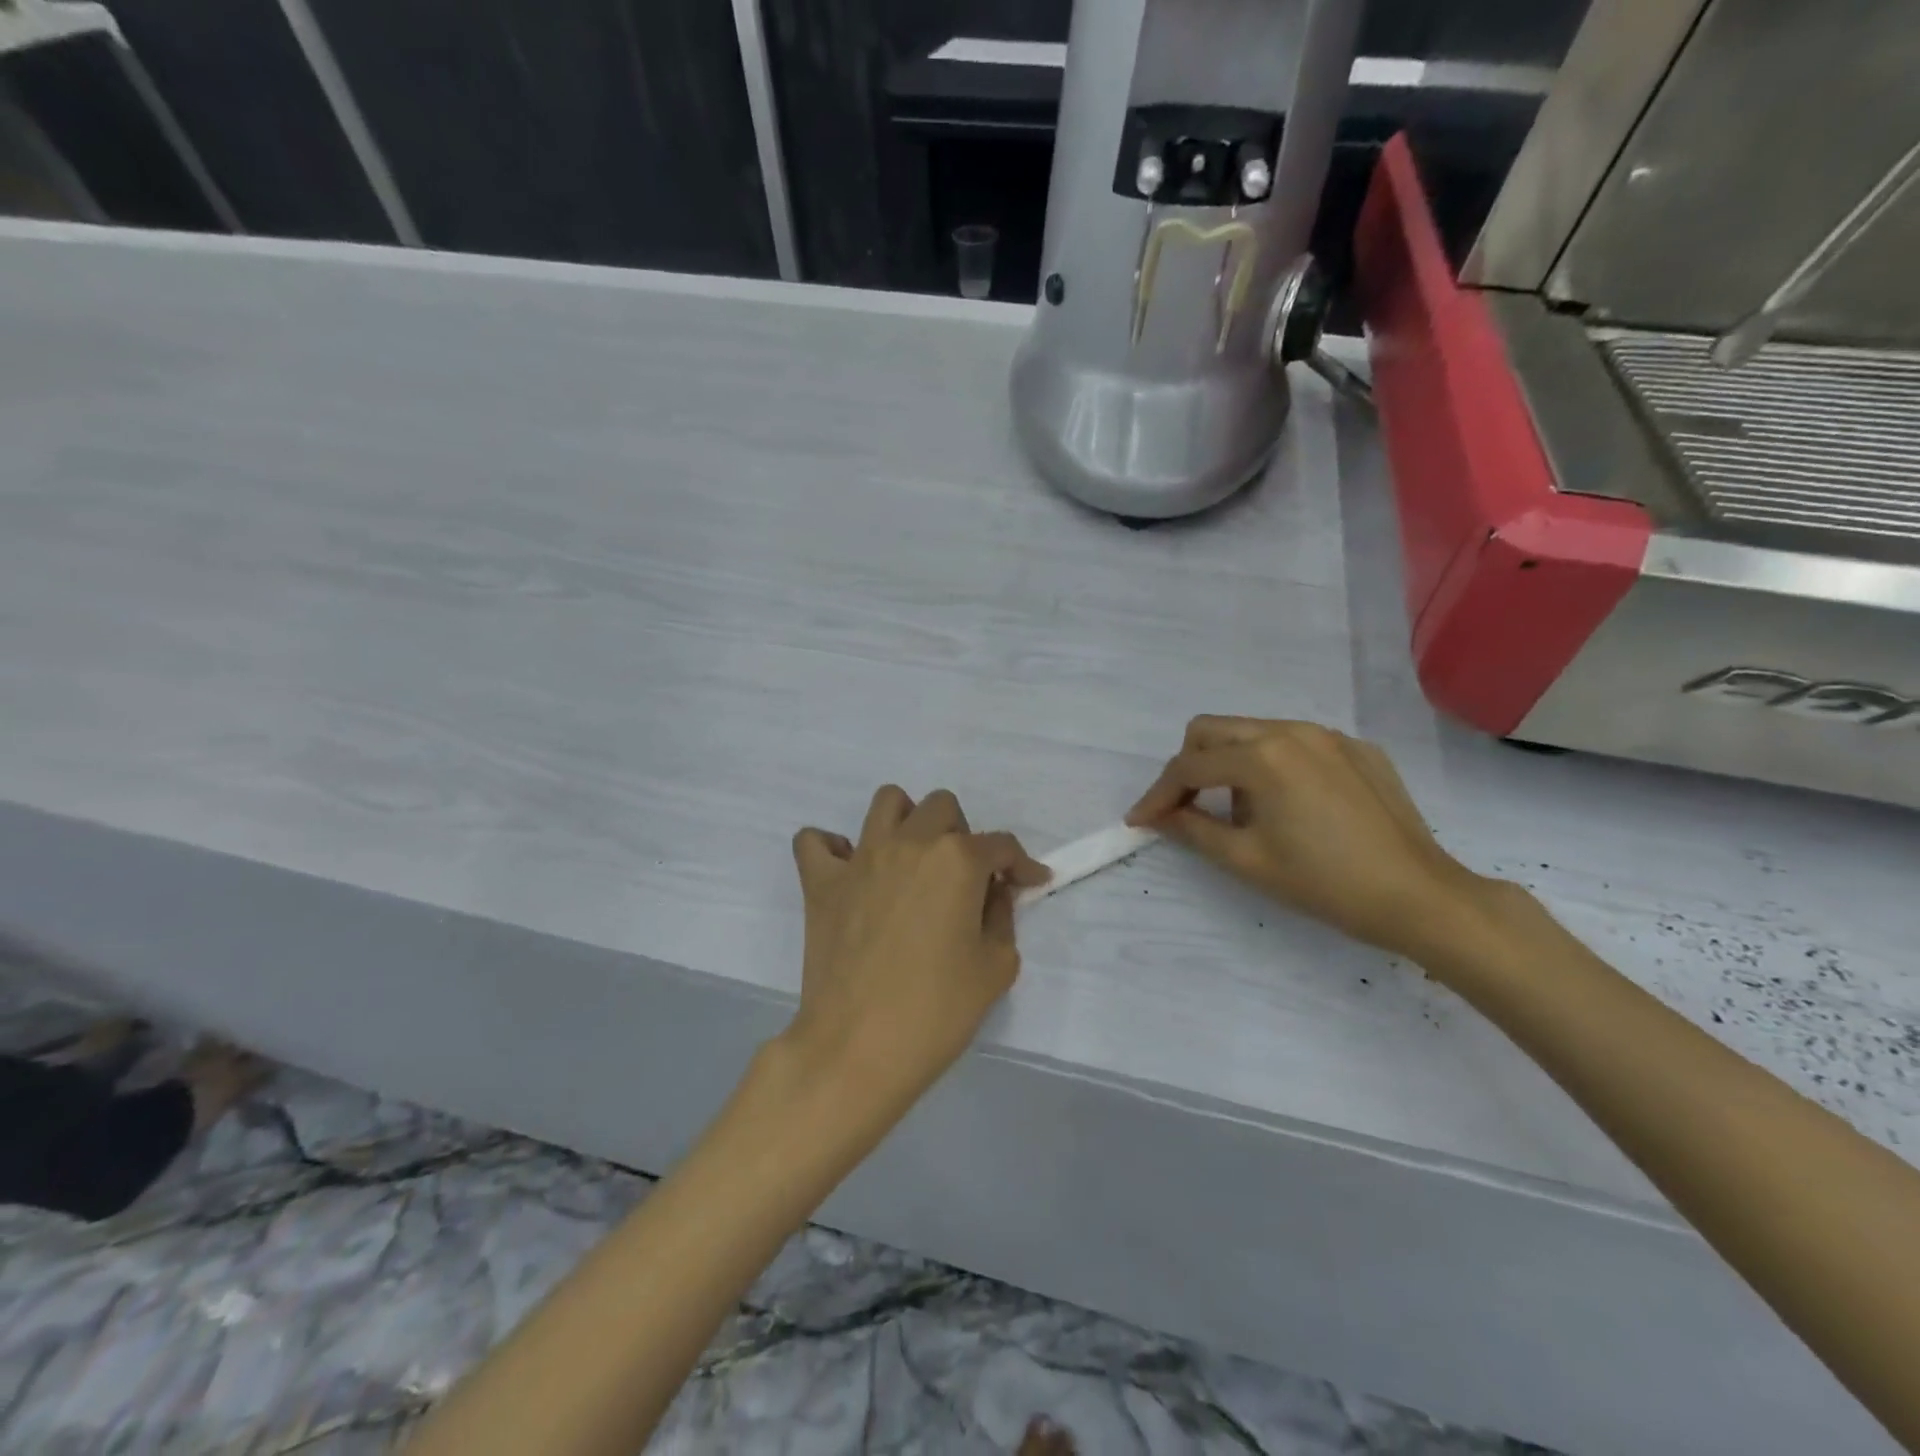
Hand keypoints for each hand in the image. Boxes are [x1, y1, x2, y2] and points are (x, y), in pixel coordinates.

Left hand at [785, 786, 1049, 1104]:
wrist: (857, 1048)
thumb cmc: (936, 1011)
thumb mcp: (996, 967)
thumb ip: (1001, 917)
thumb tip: (992, 893)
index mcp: (956, 860)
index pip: (1000, 845)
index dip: (1021, 865)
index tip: (1030, 883)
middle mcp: (909, 843)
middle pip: (942, 807)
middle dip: (963, 835)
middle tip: (965, 879)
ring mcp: (859, 859)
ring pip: (887, 802)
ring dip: (907, 821)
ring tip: (913, 861)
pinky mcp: (821, 882)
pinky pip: (815, 841)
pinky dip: (833, 848)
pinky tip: (852, 873)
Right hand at [1127, 716, 1497, 964]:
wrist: (1419, 896)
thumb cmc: (1324, 883)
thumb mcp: (1247, 860)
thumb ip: (1192, 829)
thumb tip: (1160, 816)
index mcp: (1261, 756)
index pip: (1188, 767)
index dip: (1157, 795)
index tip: (1139, 821)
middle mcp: (1291, 730)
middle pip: (1213, 730)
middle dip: (1188, 766)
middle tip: (1185, 809)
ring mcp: (1328, 736)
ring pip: (1253, 732)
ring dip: (1229, 764)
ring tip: (1241, 813)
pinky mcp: (1356, 749)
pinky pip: (1295, 744)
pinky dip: (1272, 766)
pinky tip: (1290, 807)